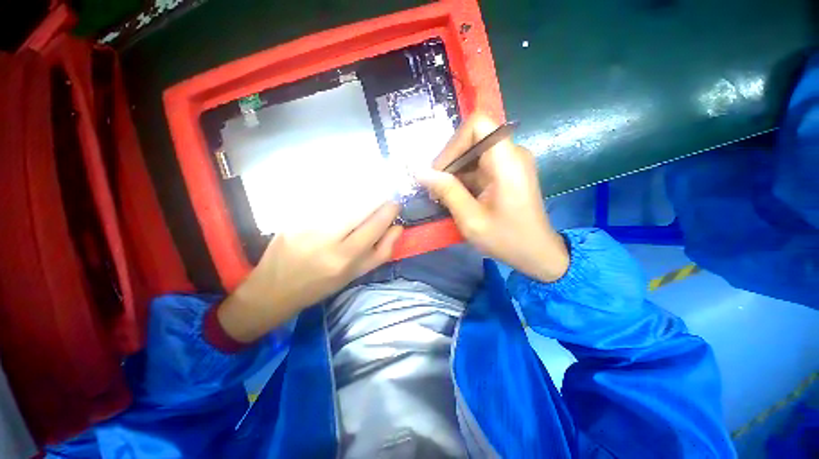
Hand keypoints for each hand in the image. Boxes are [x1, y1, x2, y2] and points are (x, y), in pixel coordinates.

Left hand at [217, 202, 402, 342]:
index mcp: (344, 258)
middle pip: (358, 207)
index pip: (374, 226)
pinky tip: (341, 200)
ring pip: (341, 200)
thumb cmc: (321, 285)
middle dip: (375, 198)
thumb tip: (397, 228)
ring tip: (363, 197)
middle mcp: (326, 239)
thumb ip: (381, 252)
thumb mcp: (355, 275)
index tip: (395, 204)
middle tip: (381, 197)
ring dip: (357, 196)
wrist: (274, 289)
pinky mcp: (291, 217)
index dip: (388, 211)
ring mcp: (306, 225)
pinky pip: (322, 200)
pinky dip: (337, 198)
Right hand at [418, 113, 568, 282]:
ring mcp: (510, 162)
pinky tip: (455, 196)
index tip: (440, 170)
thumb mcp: (471, 219)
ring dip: (454, 171)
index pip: (478, 124)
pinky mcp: (506, 172)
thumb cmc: (506, 239)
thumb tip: (420, 172)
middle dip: (450, 160)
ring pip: (473, 152)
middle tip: (435, 187)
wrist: (536, 253)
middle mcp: (511, 154)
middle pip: (473, 138)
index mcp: (507, 161)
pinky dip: (463, 178)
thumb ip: (447, 191)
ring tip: (442, 195)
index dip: (454, 143)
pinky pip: (479, 165)